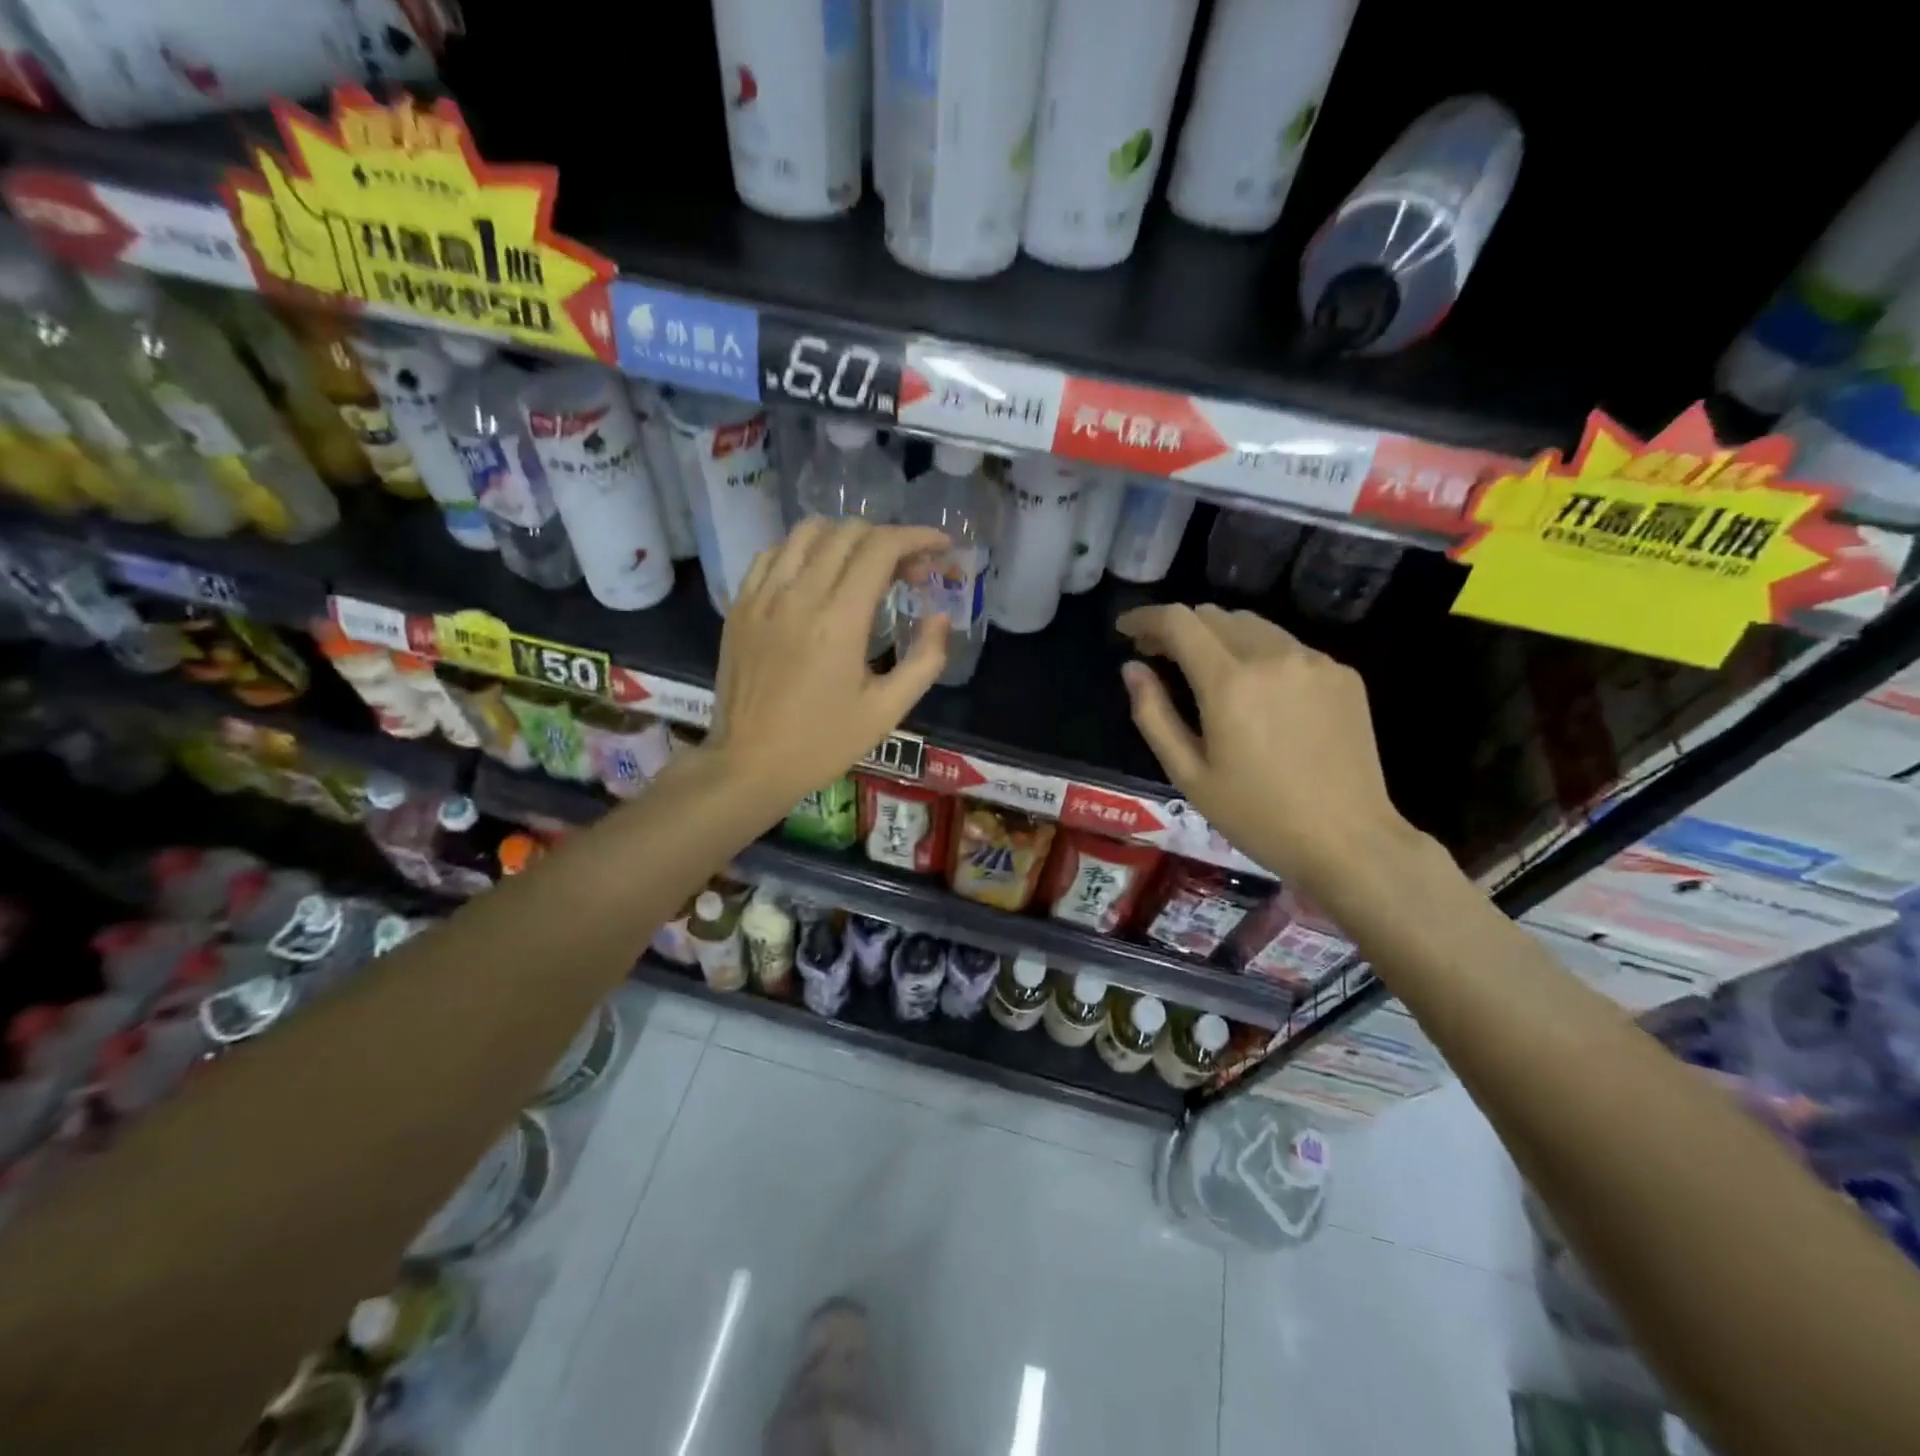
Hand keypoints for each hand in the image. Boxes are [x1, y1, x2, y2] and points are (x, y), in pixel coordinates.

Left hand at [708, 519, 950, 810]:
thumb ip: (924, 660)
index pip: (880, 548)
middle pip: (847, 532)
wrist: (749, 764)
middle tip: (909, 573)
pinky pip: (773, 554)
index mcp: (839, 620)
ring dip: (845, 538)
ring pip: (806, 532)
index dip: (918, 537)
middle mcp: (798, 595)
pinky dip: (803, 551)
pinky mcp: (740, 605)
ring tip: (864, 568)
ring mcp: (762, 596)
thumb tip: (939, 618)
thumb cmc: (823, 743)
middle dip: (888, 540)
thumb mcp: (887, 711)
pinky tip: (817, 577)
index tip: (940, 547)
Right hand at [1116, 604, 1416, 898]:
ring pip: (1253, 624)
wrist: (1350, 841)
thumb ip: (1153, 714)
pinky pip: (1288, 647)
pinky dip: (1259, 655)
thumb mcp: (1188, 774)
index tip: (1125, 629)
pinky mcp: (1342, 674)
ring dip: (1218, 636)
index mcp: (1230, 682)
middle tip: (1158, 655)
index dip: (1145, 617)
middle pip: (1214, 615)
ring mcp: (1314, 661)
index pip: (1178, 621)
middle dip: (1179, 627)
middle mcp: (1273, 656)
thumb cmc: (1257, 816)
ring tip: (1205, 669)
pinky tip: (1257, 692)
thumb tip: (1132, 668)